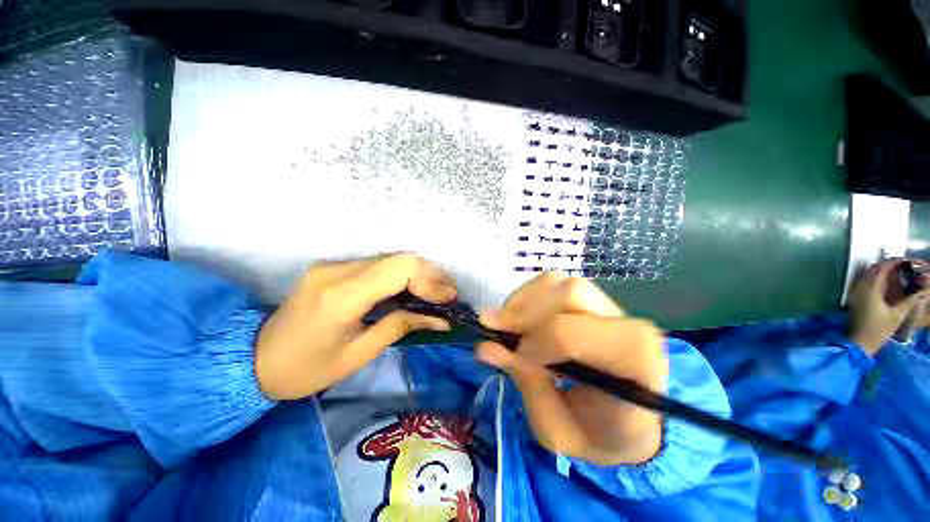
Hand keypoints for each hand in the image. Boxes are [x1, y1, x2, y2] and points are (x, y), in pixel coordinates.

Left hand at [255, 253, 456, 399]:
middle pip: (398, 257)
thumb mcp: (358, 355)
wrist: (255, 360)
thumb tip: (439, 318)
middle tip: (446, 295)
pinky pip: (377, 264)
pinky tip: (410, 289)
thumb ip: (400, 326)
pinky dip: (400, 274)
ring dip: (417, 273)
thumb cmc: (305, 369)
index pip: (399, 269)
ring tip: (434, 293)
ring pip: (390, 257)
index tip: (447, 299)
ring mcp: (333, 265)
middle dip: (429, 274)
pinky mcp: (333, 267)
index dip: (430, 279)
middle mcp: (337, 271)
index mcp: (342, 296)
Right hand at [477, 274, 666, 465]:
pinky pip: (555, 283)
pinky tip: (521, 315)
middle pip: (568, 294)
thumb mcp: (557, 429)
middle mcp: (628, 324)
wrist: (631, 423)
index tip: (514, 356)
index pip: (572, 333)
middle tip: (495, 329)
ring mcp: (612, 307)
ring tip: (508, 323)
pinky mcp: (594, 299)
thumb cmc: (598, 434)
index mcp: (632, 362)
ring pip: (559, 283)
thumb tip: (485, 347)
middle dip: (524, 312)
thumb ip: (525, 384)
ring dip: (524, 301)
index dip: (534, 340)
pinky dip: (530, 295)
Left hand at [848, 259, 929, 353]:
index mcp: (870, 289)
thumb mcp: (897, 315)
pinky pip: (864, 282)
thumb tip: (924, 289)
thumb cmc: (878, 330)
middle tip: (905, 266)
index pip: (882, 268)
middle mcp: (860, 287)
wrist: (859, 343)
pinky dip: (876, 278)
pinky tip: (886, 283)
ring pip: (868, 274)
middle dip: (889, 265)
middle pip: (874, 269)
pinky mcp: (855, 298)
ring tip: (898, 272)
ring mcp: (855, 292)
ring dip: (882, 270)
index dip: (895, 262)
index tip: (907, 261)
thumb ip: (910, 300)